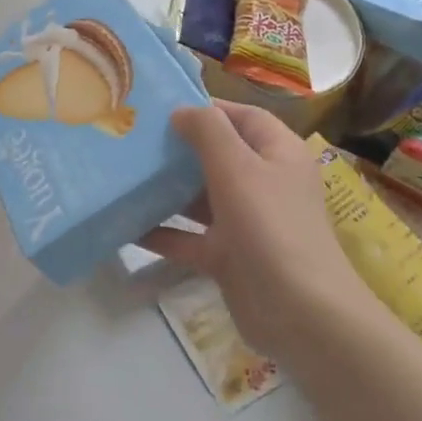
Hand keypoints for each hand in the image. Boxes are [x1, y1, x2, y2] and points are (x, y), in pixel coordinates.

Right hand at [140, 102, 372, 362]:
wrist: (299, 313)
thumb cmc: (270, 226)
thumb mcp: (237, 168)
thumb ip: (208, 132)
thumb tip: (182, 111)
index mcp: (277, 153)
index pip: (242, 117)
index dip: (207, 108)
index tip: (161, 107)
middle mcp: (263, 183)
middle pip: (218, 156)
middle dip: (178, 148)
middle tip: (132, 139)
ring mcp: (246, 222)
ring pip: (200, 197)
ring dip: (166, 190)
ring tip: (123, 176)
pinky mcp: (228, 256)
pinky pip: (189, 237)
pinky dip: (163, 232)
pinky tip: (127, 226)